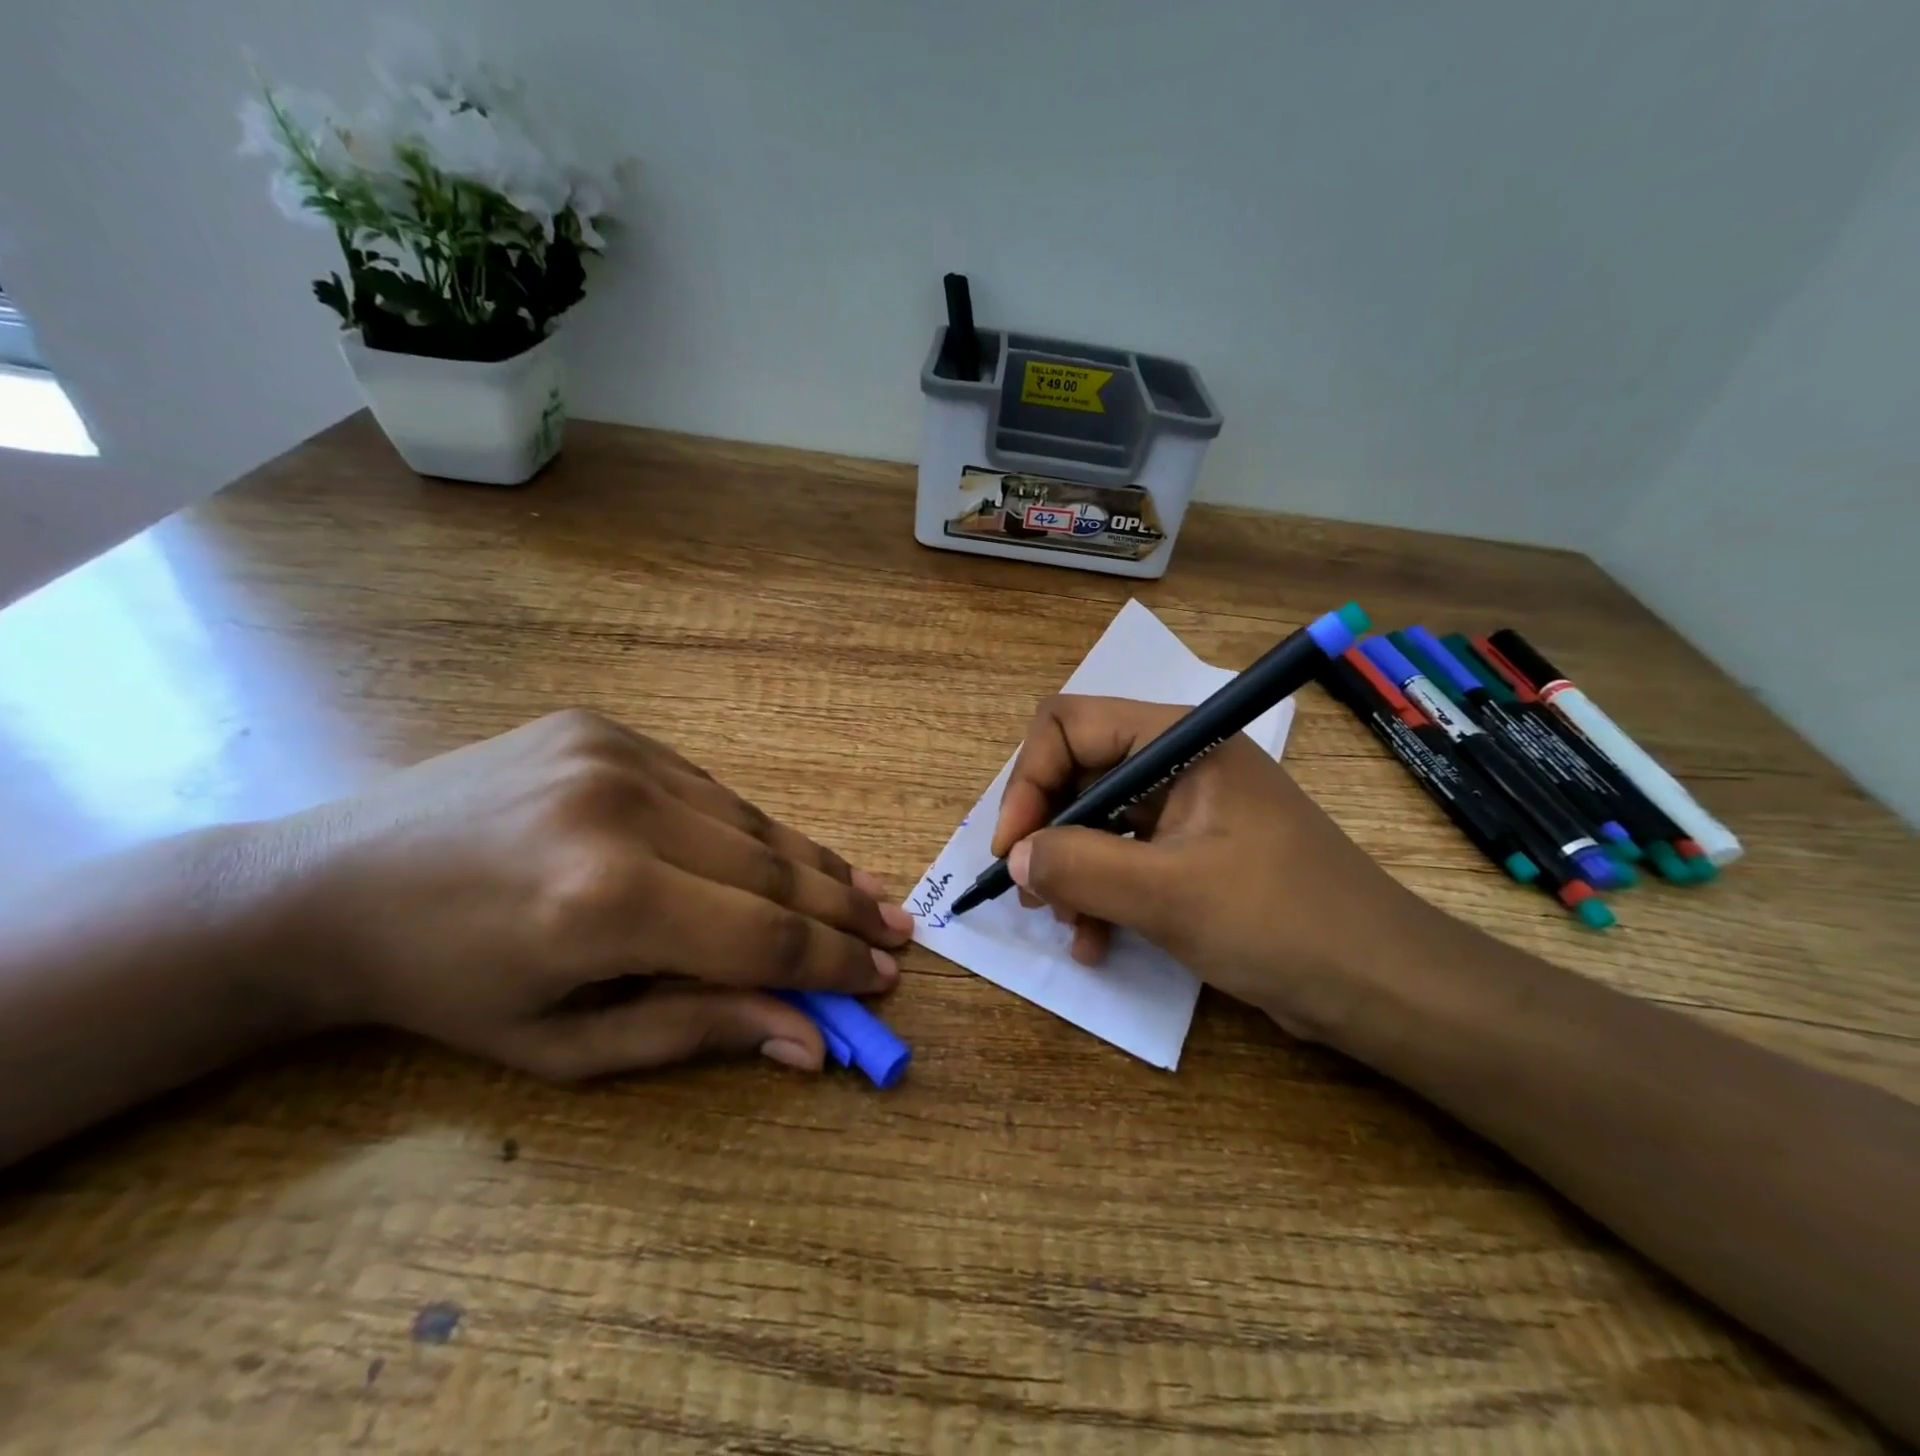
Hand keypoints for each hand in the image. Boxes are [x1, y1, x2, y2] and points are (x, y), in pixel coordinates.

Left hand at [282, 710, 910, 1078]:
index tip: (886, 976)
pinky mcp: (605, 727)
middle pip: (773, 867)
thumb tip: (809, 1038)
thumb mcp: (566, 1043)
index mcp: (601, 903)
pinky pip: (707, 789)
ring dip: (812, 864)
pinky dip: (752, 830)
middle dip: (844, 908)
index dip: (833, 962)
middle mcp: (620, 811)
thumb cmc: (446, 989)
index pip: (761, 936)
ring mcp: (614, 755)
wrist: (328, 885)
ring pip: (750, 820)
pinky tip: (782, 857)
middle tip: (899, 931)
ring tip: (865, 894)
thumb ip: (697, 1030)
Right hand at [990, 694, 1429, 1040]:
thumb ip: (1079, 868)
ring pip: (1095, 821)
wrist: (1382, 985)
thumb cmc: (1280, 921)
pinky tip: (1095, 942)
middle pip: (1078, 773)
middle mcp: (1179, 761)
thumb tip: (1014, 858)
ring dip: (1070, 871)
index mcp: (1180, 741)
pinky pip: (1123, 857)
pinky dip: (1100, 894)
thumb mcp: (1168, 894)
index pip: (1069, 725)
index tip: (1013, 848)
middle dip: (1048, 833)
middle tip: (1029, 892)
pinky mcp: (1193, 851)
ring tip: (1066, 926)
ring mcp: (1186, 808)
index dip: (1029, 780)